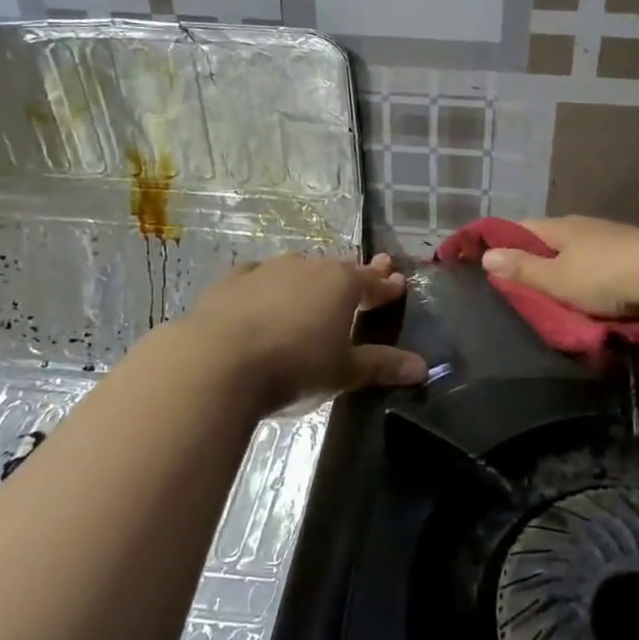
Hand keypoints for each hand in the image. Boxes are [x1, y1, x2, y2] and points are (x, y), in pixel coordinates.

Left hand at [184, 252, 427, 411]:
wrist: (216, 362)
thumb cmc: (293, 366)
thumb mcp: (344, 372)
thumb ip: (381, 365)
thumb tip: (422, 368)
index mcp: (342, 285)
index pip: (373, 282)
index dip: (387, 286)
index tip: (398, 282)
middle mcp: (308, 267)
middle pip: (339, 269)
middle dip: (355, 274)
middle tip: (367, 274)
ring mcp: (268, 270)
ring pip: (299, 268)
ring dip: (312, 276)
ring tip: (316, 284)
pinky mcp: (232, 281)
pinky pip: (260, 276)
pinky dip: (270, 284)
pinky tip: (265, 290)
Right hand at [478, 216, 638, 318]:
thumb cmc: (608, 276)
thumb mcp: (558, 280)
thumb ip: (523, 270)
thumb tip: (485, 256)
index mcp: (559, 228)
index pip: (519, 228)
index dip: (500, 242)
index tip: (486, 262)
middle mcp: (582, 226)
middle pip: (547, 239)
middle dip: (531, 258)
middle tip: (517, 286)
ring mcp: (609, 237)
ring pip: (574, 250)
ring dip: (561, 267)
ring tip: (551, 292)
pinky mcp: (631, 253)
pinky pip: (597, 261)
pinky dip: (585, 274)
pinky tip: (588, 289)